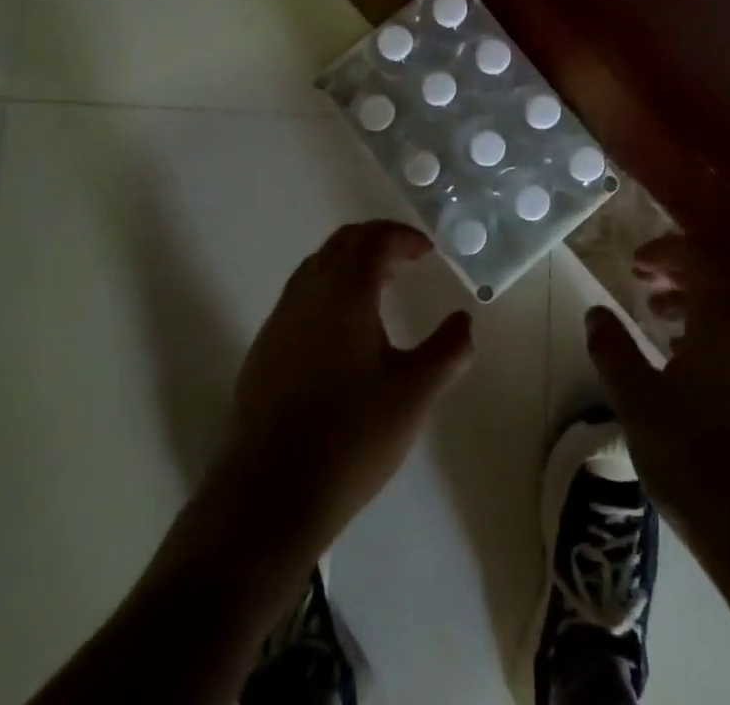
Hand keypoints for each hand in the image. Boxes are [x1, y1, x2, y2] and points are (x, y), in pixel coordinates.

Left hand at [214, 221, 474, 551]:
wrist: (270, 491)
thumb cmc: (351, 436)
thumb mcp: (414, 393)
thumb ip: (448, 350)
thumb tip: (464, 320)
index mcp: (345, 290)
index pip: (374, 239)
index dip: (402, 237)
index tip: (427, 251)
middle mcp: (308, 292)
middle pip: (342, 243)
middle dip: (377, 243)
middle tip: (407, 262)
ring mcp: (281, 318)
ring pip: (318, 267)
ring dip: (351, 265)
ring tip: (380, 290)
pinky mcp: (265, 347)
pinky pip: (301, 296)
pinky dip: (329, 291)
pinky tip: (343, 332)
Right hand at [584, 233, 729, 544]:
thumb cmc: (696, 457)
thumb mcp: (638, 400)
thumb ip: (614, 349)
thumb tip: (596, 311)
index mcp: (726, 317)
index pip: (698, 259)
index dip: (664, 252)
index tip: (634, 263)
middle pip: (718, 280)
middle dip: (679, 273)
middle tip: (643, 279)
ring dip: (693, 302)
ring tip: (657, 315)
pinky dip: (710, 331)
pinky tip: (683, 359)